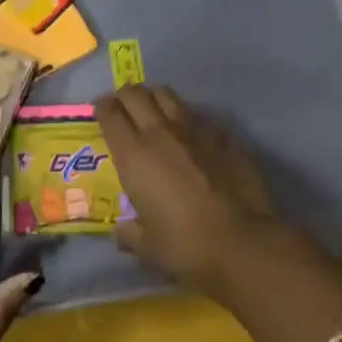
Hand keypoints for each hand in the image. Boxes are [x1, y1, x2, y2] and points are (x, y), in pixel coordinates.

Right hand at [96, 85, 289, 298]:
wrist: (241, 243)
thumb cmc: (185, 246)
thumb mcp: (147, 247)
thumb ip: (130, 235)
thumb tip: (121, 232)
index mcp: (133, 155)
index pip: (110, 114)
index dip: (102, 108)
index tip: (100, 110)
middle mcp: (161, 133)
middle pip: (136, 94)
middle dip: (125, 96)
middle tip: (123, 106)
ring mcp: (195, 130)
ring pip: (168, 96)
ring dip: (155, 98)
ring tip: (154, 110)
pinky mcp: (223, 136)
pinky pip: (199, 116)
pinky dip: (188, 119)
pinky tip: (191, 134)